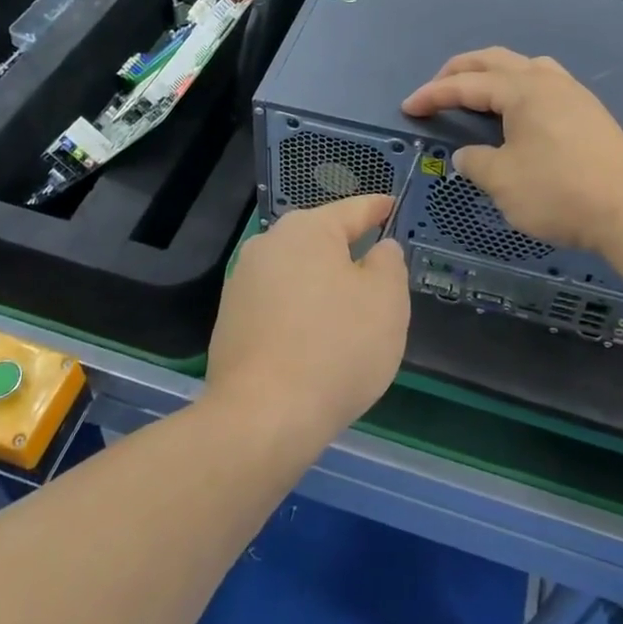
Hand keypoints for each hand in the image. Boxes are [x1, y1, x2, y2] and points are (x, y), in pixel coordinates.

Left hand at [205, 195, 409, 451]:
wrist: (261, 417)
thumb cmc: (336, 348)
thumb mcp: (386, 300)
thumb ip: (388, 262)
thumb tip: (378, 249)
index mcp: (308, 229)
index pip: (354, 209)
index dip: (378, 208)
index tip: (392, 206)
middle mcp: (269, 244)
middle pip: (321, 240)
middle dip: (349, 253)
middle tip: (379, 276)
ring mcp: (242, 282)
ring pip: (298, 274)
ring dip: (322, 287)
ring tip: (348, 318)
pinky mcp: (230, 320)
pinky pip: (278, 305)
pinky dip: (300, 314)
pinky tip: (314, 345)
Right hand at [402, 47, 622, 256]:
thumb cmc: (559, 192)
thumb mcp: (503, 181)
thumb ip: (476, 162)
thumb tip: (468, 155)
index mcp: (521, 89)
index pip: (466, 84)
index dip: (433, 94)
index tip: (407, 107)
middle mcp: (546, 80)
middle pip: (494, 60)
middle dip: (459, 71)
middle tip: (436, 91)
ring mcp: (572, 93)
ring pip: (524, 66)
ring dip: (493, 74)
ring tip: (478, 94)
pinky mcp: (589, 112)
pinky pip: (544, 83)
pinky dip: (518, 87)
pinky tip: (518, 112)